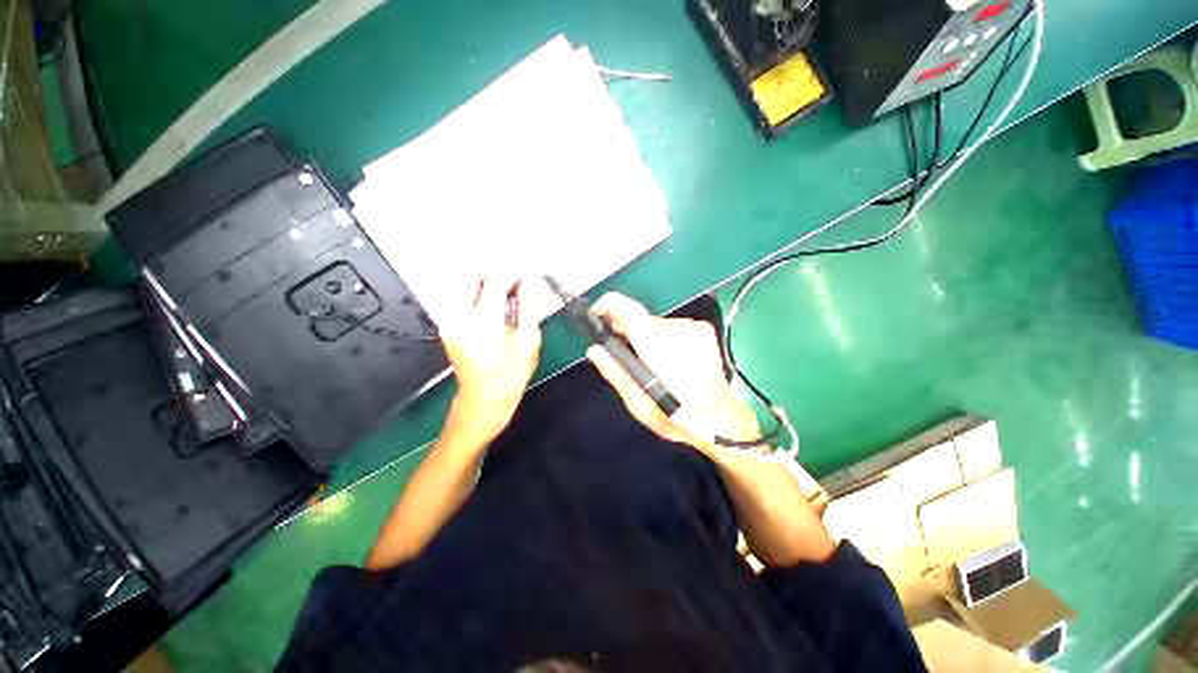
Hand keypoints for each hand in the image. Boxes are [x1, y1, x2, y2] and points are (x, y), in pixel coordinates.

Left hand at [436, 276, 541, 446]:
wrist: (482, 402)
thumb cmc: (510, 374)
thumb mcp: (528, 340)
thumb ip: (528, 307)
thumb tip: (529, 281)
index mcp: (482, 319)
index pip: (495, 279)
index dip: (513, 273)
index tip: (528, 277)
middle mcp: (459, 314)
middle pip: (476, 277)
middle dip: (498, 276)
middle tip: (519, 286)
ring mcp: (449, 320)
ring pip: (468, 287)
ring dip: (490, 286)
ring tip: (510, 297)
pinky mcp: (447, 326)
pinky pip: (463, 300)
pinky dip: (481, 297)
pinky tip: (497, 309)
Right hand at [585, 293, 759, 451]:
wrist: (721, 419)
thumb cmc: (677, 416)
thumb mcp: (639, 404)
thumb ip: (616, 373)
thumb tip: (595, 349)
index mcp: (656, 345)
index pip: (627, 308)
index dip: (607, 306)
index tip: (596, 316)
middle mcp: (676, 328)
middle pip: (641, 320)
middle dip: (628, 333)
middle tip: (626, 355)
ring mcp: (693, 327)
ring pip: (656, 326)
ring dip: (648, 340)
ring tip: (653, 366)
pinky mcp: (703, 330)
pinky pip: (673, 329)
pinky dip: (664, 341)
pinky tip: (671, 363)